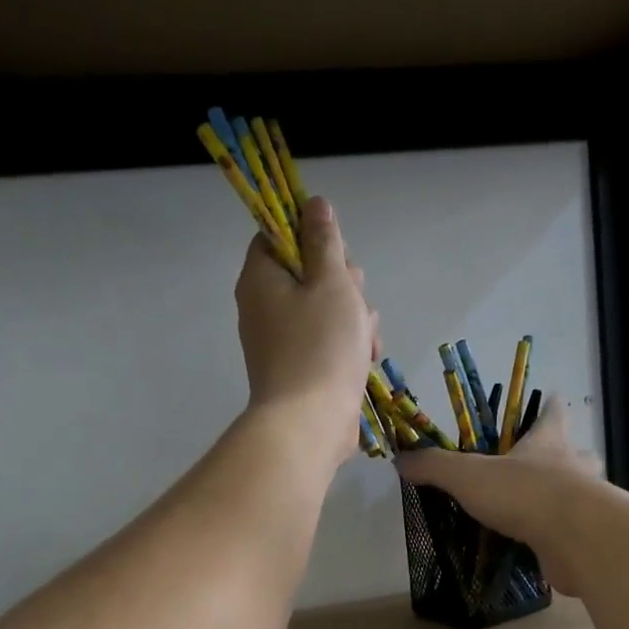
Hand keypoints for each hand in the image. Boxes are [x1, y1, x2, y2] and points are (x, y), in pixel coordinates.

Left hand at [235, 196, 378, 471]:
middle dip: (343, 284)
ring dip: (354, 318)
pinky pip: (327, 342)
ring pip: (325, 310)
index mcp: (261, 278)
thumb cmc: (321, 347)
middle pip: (308, 273)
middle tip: (355, 301)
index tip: (337, 254)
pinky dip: (348, 346)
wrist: (310, 424)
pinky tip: (367, 359)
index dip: (311, 237)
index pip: (277, 236)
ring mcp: (281, 342)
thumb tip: (313, 204)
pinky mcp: (300, 369)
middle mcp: (264, 307)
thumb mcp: (331, 282)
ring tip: (367, 340)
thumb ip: (324, 241)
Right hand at [394, 396, 607, 595]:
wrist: (577, 538)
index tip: (551, 399)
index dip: (549, 406)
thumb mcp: (468, 475)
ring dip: (564, 497)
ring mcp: (588, 502)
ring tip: (539, 509)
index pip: (553, 413)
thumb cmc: (524, 492)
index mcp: (548, 441)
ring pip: (580, 492)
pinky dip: (561, 535)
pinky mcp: (589, 536)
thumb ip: (435, 467)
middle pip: (574, 452)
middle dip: (562, 456)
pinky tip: (544, 545)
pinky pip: (575, 531)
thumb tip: (401, 460)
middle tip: (541, 466)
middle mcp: (574, 466)